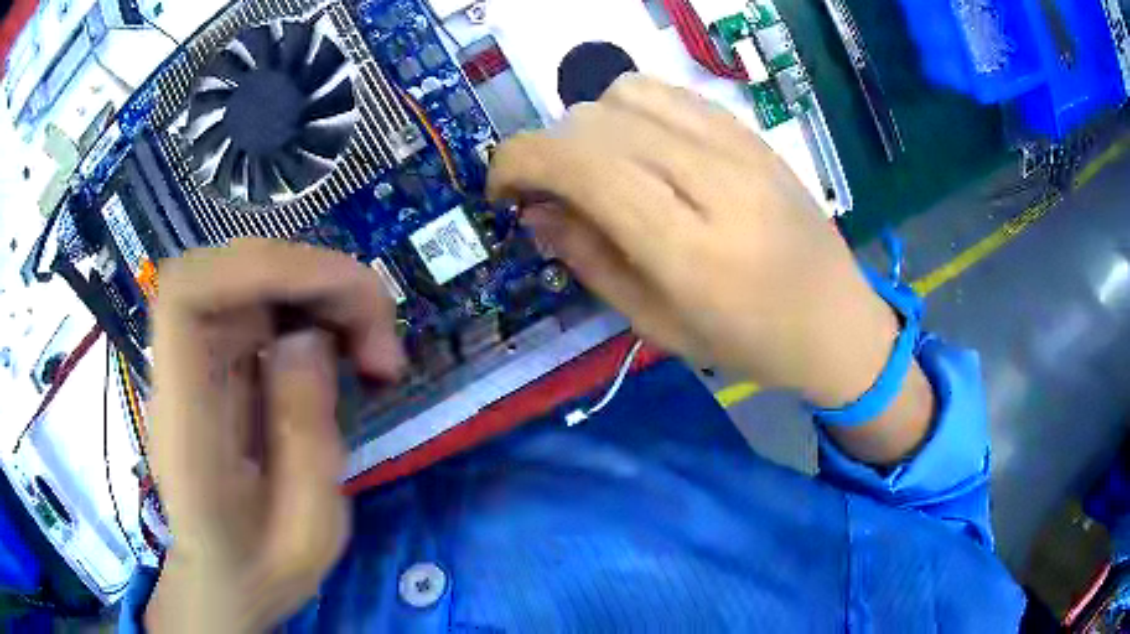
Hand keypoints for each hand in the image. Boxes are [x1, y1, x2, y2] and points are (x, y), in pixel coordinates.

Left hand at [146, 239, 404, 632]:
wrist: (221, 577)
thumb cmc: (261, 570)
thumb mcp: (308, 533)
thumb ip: (305, 438)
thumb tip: (310, 339)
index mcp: (186, 425)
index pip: (188, 296)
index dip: (259, 268)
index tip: (337, 296)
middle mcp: (180, 375)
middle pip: (229, 271)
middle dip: (316, 281)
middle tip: (381, 340)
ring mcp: (194, 364)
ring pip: (251, 279)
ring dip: (321, 294)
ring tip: (373, 351)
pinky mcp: (215, 363)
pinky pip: (261, 306)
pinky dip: (311, 310)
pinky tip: (344, 350)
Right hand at [489, 75, 933, 462]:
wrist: (837, 320)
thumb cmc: (750, 345)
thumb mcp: (659, 327)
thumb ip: (592, 261)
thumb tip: (536, 212)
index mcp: (689, 250)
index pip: (582, 164)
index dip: (519, 161)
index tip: (502, 188)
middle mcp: (713, 182)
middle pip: (595, 122)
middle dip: (548, 150)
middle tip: (551, 193)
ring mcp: (739, 148)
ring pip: (627, 93)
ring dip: (590, 125)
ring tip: (599, 168)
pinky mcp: (752, 133)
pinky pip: (670, 93)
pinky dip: (633, 111)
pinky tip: (641, 148)